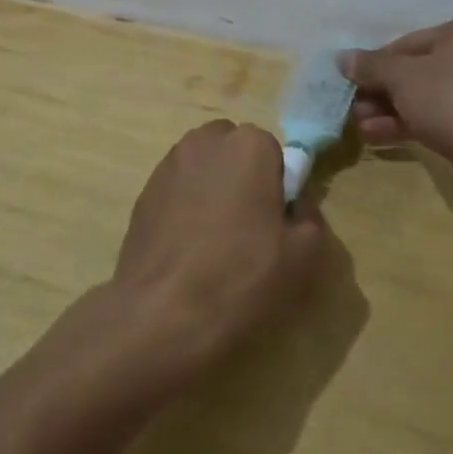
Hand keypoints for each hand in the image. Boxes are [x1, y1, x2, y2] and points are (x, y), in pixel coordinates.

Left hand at [110, 121, 327, 369]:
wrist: (162, 312)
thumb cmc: (241, 276)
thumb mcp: (304, 254)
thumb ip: (309, 215)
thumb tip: (295, 203)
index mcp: (249, 145)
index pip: (273, 151)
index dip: (277, 185)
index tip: (274, 220)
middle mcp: (205, 141)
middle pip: (233, 150)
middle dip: (242, 176)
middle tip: (247, 225)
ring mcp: (168, 165)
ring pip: (203, 167)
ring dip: (212, 188)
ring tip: (214, 238)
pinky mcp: (143, 192)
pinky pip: (177, 189)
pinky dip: (185, 206)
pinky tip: (187, 247)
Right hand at [341, 15, 452, 165]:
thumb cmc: (450, 98)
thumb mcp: (401, 77)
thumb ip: (370, 65)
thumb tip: (341, 57)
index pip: (410, 42)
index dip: (377, 63)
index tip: (353, 82)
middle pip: (419, 72)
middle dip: (382, 92)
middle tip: (354, 109)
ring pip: (429, 98)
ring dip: (391, 111)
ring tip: (360, 127)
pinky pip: (443, 118)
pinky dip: (413, 124)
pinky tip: (379, 137)